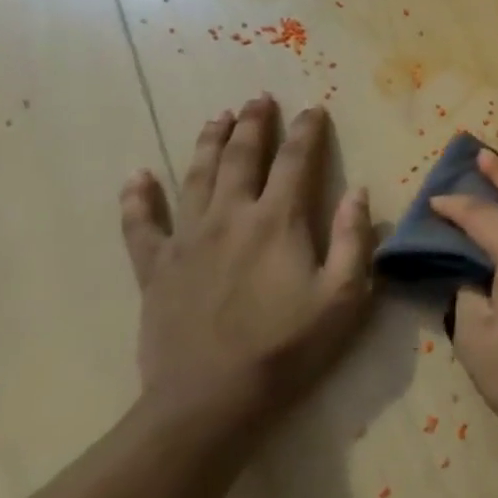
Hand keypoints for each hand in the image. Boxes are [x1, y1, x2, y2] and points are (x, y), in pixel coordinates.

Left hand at [118, 94, 373, 433]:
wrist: (211, 398)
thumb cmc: (289, 346)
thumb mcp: (345, 296)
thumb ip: (354, 240)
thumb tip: (359, 193)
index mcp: (279, 222)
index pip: (297, 162)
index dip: (307, 132)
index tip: (314, 109)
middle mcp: (231, 217)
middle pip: (242, 157)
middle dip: (254, 124)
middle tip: (259, 99)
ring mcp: (187, 240)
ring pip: (196, 177)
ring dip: (209, 143)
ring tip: (218, 117)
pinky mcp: (155, 268)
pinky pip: (140, 225)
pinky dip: (137, 199)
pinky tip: (137, 177)